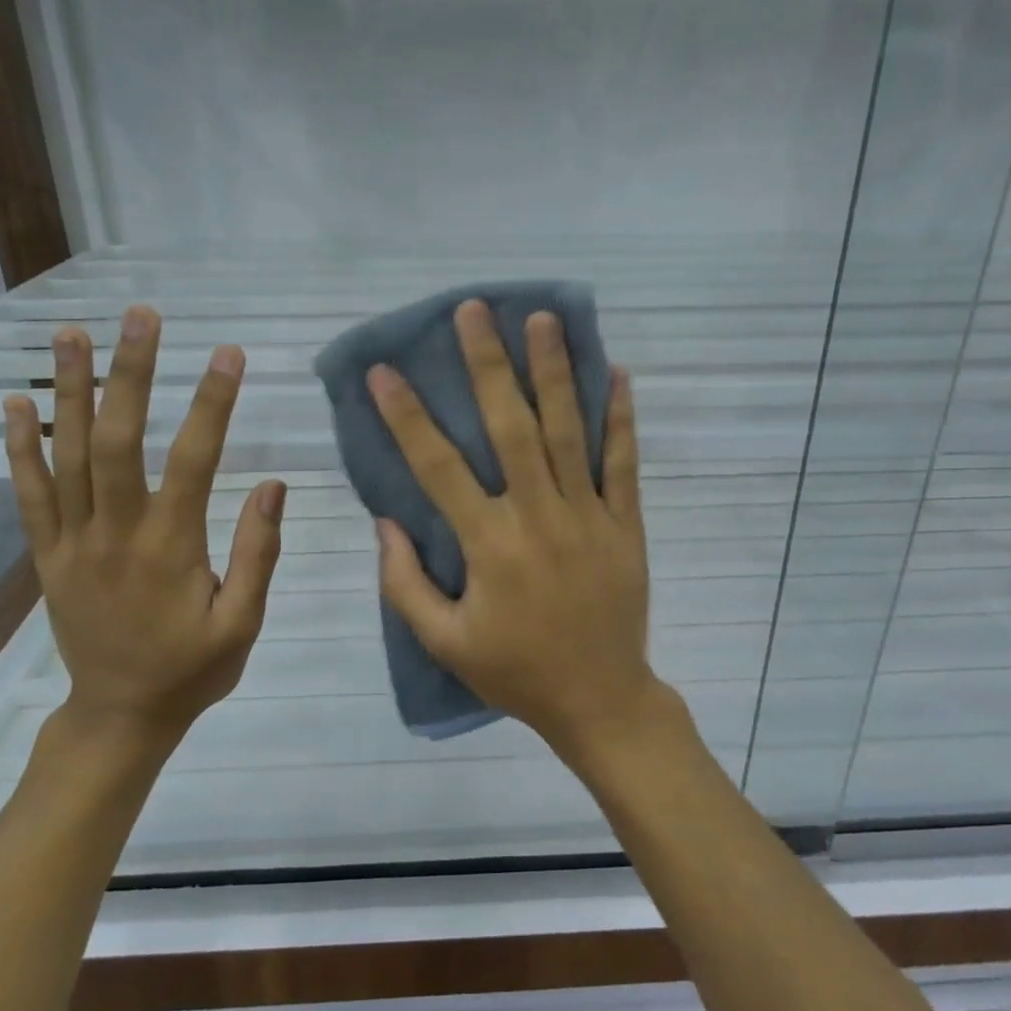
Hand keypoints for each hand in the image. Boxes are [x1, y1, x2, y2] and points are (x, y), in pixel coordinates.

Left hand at [3, 306, 284, 747]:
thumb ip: (259, 553)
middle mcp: (115, 532)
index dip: (213, 403)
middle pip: (118, 440)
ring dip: (71, 390)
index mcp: (171, 547)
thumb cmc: (192, 669)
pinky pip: (28, 494)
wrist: (119, 717)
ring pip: (67, 455)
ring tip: (74, 332)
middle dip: (132, 373)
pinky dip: (19, 446)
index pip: (194, 460)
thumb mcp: (244, 622)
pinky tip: (15, 402)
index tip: (230, 354)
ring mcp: (72, 542)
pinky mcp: (46, 555)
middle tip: (142, 317)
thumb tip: (273, 485)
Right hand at [368, 300, 670, 761]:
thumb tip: (384, 522)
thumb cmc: (516, 672)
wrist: (600, 699)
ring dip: (554, 372)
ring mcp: (589, 516)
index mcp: (490, 546)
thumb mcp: (445, 642)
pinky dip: (621, 418)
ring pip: (569, 432)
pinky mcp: (626, 524)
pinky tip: (615, 373)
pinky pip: (624, 463)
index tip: (385, 372)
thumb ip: (405, 584)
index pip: (439, 468)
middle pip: (511, 428)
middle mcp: (539, 517)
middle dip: (489, 366)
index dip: (408, 418)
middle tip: (474, 311)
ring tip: (543, 319)